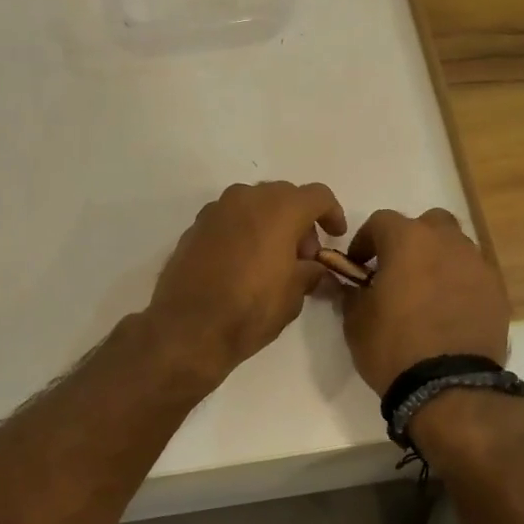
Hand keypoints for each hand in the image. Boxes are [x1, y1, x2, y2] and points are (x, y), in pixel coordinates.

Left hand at [146, 181, 346, 386]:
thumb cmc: (250, 309)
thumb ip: (310, 272)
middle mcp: (246, 199)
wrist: (188, 328)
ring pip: (253, 204)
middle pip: (283, 196)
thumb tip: (313, 268)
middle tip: (304, 255)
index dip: (332, 214)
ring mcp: (215, 210)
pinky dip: (243, 232)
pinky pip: (229, 220)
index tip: (335, 237)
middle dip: (299, 220)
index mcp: (279, 209)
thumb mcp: (294, 295)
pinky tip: (243, 263)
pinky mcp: (194, 227)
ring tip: (273, 259)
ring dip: (269, 223)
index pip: (317, 196)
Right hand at [339, 208, 510, 395]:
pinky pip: (473, 276)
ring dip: (438, 260)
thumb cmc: (393, 347)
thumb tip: (348, 284)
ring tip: (426, 293)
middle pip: (428, 224)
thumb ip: (351, 292)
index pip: (381, 221)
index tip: (358, 266)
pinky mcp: (497, 292)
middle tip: (397, 270)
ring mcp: (478, 265)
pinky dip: (460, 284)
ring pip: (455, 247)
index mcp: (408, 241)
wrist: (449, 386)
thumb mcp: (355, 321)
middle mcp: (447, 242)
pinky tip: (449, 312)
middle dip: (411, 240)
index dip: (365, 240)